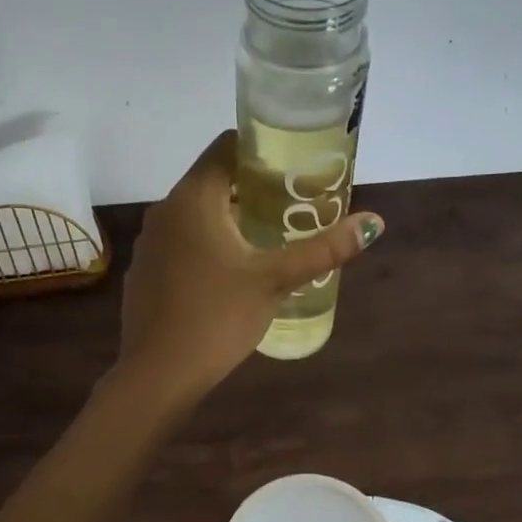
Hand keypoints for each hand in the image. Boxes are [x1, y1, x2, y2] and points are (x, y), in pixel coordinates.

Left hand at [115, 131, 383, 403]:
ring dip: (231, 215)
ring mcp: (151, 242)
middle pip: (213, 178)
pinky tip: (232, 270)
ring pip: (197, 212)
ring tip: (271, 234)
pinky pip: (183, 240)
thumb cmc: (217, 318)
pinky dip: (209, 241)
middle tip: (294, 202)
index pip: (226, 146)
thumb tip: (374, 222)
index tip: (294, 166)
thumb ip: (323, 249)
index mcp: (193, 198)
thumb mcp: (275, 281)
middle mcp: (165, 210)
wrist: (157, 374)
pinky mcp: (147, 271)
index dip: (262, 148)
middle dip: (254, 186)